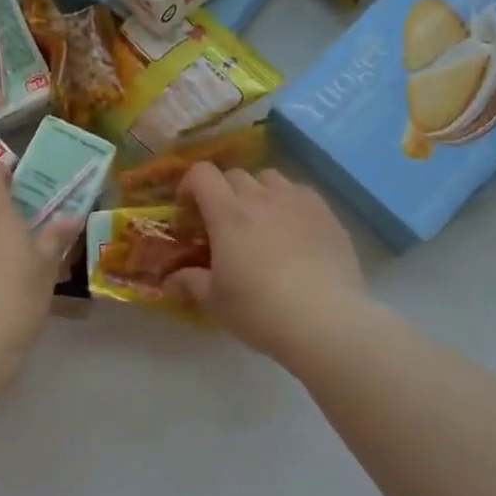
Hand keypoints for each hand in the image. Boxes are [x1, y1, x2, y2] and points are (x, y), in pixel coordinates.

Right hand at [166, 165, 370, 361]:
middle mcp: (261, 197)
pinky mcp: (327, 213)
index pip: (202, 173)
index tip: (188, 210)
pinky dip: (289, 202)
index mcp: (227, 213)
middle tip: (223, 222)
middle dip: (222, 191)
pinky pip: (301, 193)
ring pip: (270, 178)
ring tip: (260, 220)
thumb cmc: (260, 310)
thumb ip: (190, 283)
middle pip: (235, 174)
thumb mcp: (215, 301)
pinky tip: (293, 230)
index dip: (190, 185)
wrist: (326, 321)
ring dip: (258, 192)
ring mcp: (297, 201)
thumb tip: (168, 281)